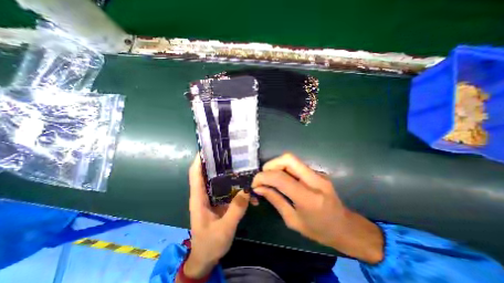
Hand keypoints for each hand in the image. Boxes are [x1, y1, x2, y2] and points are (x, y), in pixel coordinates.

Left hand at [183, 154, 249, 278]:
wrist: (207, 257)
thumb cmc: (210, 243)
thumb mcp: (224, 228)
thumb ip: (236, 210)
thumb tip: (247, 190)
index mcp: (199, 198)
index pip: (196, 174)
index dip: (199, 160)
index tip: (208, 148)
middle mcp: (205, 194)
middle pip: (210, 173)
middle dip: (219, 163)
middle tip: (233, 154)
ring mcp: (214, 198)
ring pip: (221, 181)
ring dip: (231, 175)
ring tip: (244, 168)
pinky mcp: (221, 202)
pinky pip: (230, 191)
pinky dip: (238, 189)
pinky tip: (249, 192)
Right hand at [250, 153, 384, 263]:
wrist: (345, 227)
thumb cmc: (319, 230)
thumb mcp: (293, 220)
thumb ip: (275, 200)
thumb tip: (259, 188)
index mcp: (309, 198)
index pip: (281, 178)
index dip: (263, 177)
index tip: (255, 183)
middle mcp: (315, 180)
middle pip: (288, 159)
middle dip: (271, 165)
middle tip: (263, 177)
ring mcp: (318, 174)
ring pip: (292, 160)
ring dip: (277, 166)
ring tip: (270, 178)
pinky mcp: (318, 172)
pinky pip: (296, 165)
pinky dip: (284, 169)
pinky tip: (282, 179)